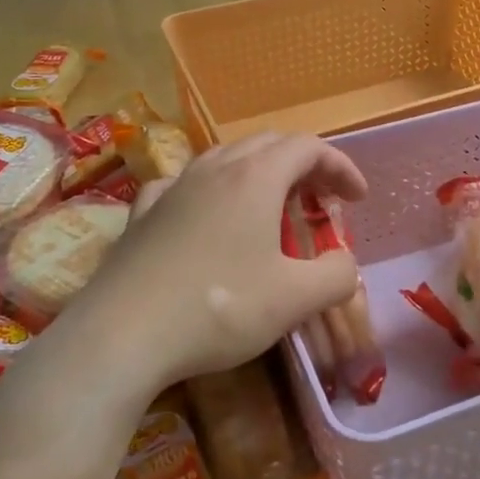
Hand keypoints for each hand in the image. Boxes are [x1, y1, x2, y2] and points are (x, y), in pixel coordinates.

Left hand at [68, 133, 367, 390]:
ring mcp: (173, 187)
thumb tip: (346, 264)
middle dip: (304, 165)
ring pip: (225, 158)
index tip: (358, 198)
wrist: (121, 334)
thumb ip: (336, 276)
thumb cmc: (219, 308)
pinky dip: (210, 190)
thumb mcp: (294, 300)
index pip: (308, 147)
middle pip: (268, 144)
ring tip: (272, 207)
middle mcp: (214, 169)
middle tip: (321, 200)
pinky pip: (184, 184)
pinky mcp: (142, 213)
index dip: (340, 166)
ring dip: (259, 173)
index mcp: (256, 178)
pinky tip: (206, 214)